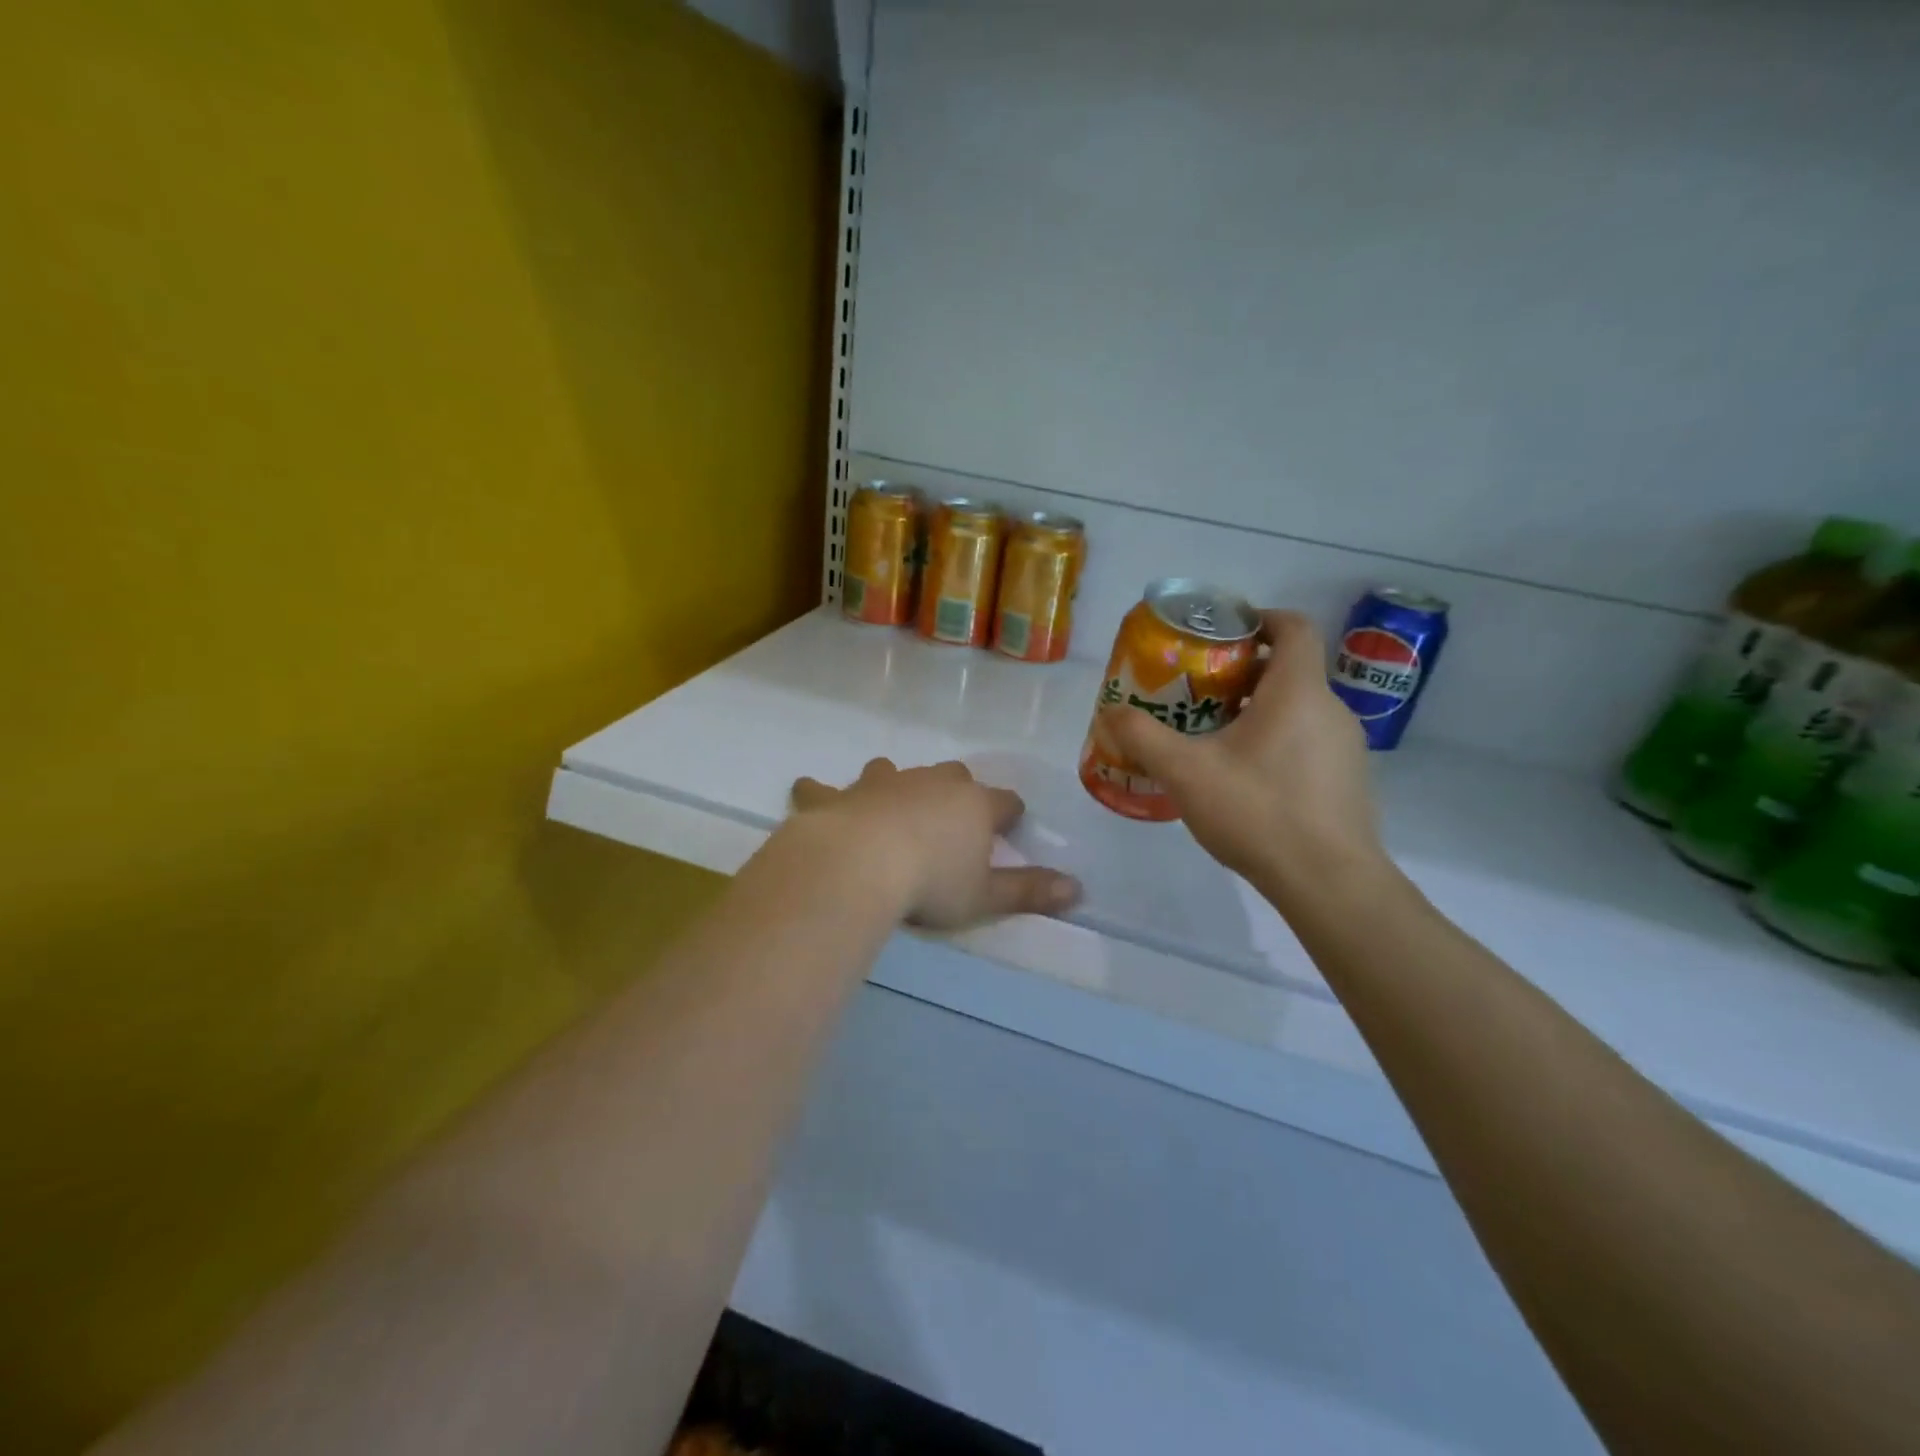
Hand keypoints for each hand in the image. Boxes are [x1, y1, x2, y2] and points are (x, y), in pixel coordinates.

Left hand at [788, 759, 1081, 930]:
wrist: (861, 864)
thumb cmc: (931, 882)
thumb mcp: (986, 897)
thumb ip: (1030, 891)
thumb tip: (1079, 890)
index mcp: (973, 805)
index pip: (1005, 801)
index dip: (1010, 812)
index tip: (1011, 822)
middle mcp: (931, 784)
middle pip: (953, 776)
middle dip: (957, 791)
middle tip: (951, 817)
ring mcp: (883, 784)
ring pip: (893, 771)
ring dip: (895, 783)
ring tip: (890, 801)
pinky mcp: (840, 795)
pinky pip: (826, 788)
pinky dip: (821, 793)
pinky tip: (809, 793)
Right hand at [1099, 610, 1387, 898]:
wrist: (1328, 882)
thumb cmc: (1258, 811)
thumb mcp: (1185, 772)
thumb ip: (1143, 737)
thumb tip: (1110, 711)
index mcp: (1298, 691)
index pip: (1294, 627)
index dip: (1260, 618)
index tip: (1223, 633)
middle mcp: (1331, 709)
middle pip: (1290, 669)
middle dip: (1243, 672)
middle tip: (1198, 692)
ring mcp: (1346, 747)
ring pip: (1299, 708)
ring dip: (1258, 709)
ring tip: (1214, 736)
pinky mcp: (1348, 780)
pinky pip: (1308, 741)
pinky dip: (1277, 741)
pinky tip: (1245, 778)